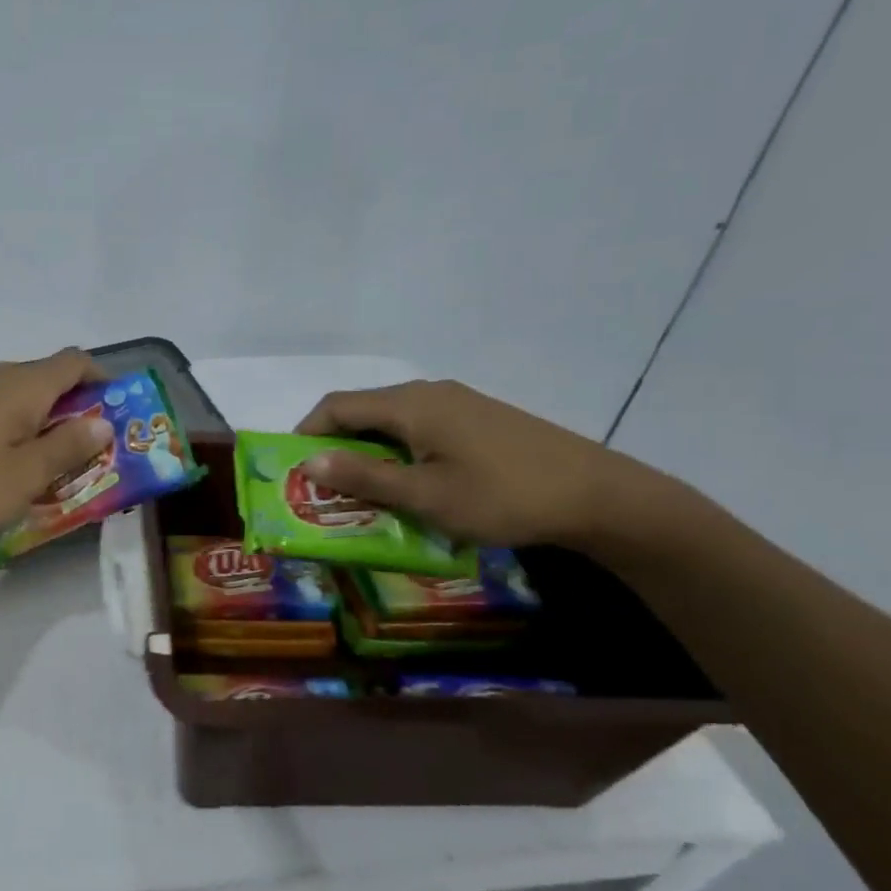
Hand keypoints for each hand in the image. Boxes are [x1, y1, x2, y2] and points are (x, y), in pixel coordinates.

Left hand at [0, 350, 113, 543]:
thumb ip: (67, 447)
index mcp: (22, 387)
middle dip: (76, 408)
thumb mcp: (26, 476)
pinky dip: (14, 432)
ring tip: (52, 465)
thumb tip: (103, 421)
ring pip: (20, 399)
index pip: (75, 361)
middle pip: (48, 378)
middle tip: (90, 450)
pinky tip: (7, 468)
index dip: (102, 381)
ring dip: (45, 423)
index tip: (115, 415)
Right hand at [295, 380, 667, 548]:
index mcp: (410, 405)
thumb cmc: (502, 496)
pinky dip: (397, 453)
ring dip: (366, 453)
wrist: (599, 496)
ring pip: (391, 422)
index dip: (306, 433)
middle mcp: (429, 394)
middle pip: (362, 411)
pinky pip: (419, 430)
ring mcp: (458, 404)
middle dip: (334, 447)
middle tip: (322, 489)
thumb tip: (308, 460)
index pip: (336, 406)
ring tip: (361, 493)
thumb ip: (364, 476)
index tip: (291, 469)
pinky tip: (409, 485)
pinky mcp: (478, 420)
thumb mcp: (425, 495)